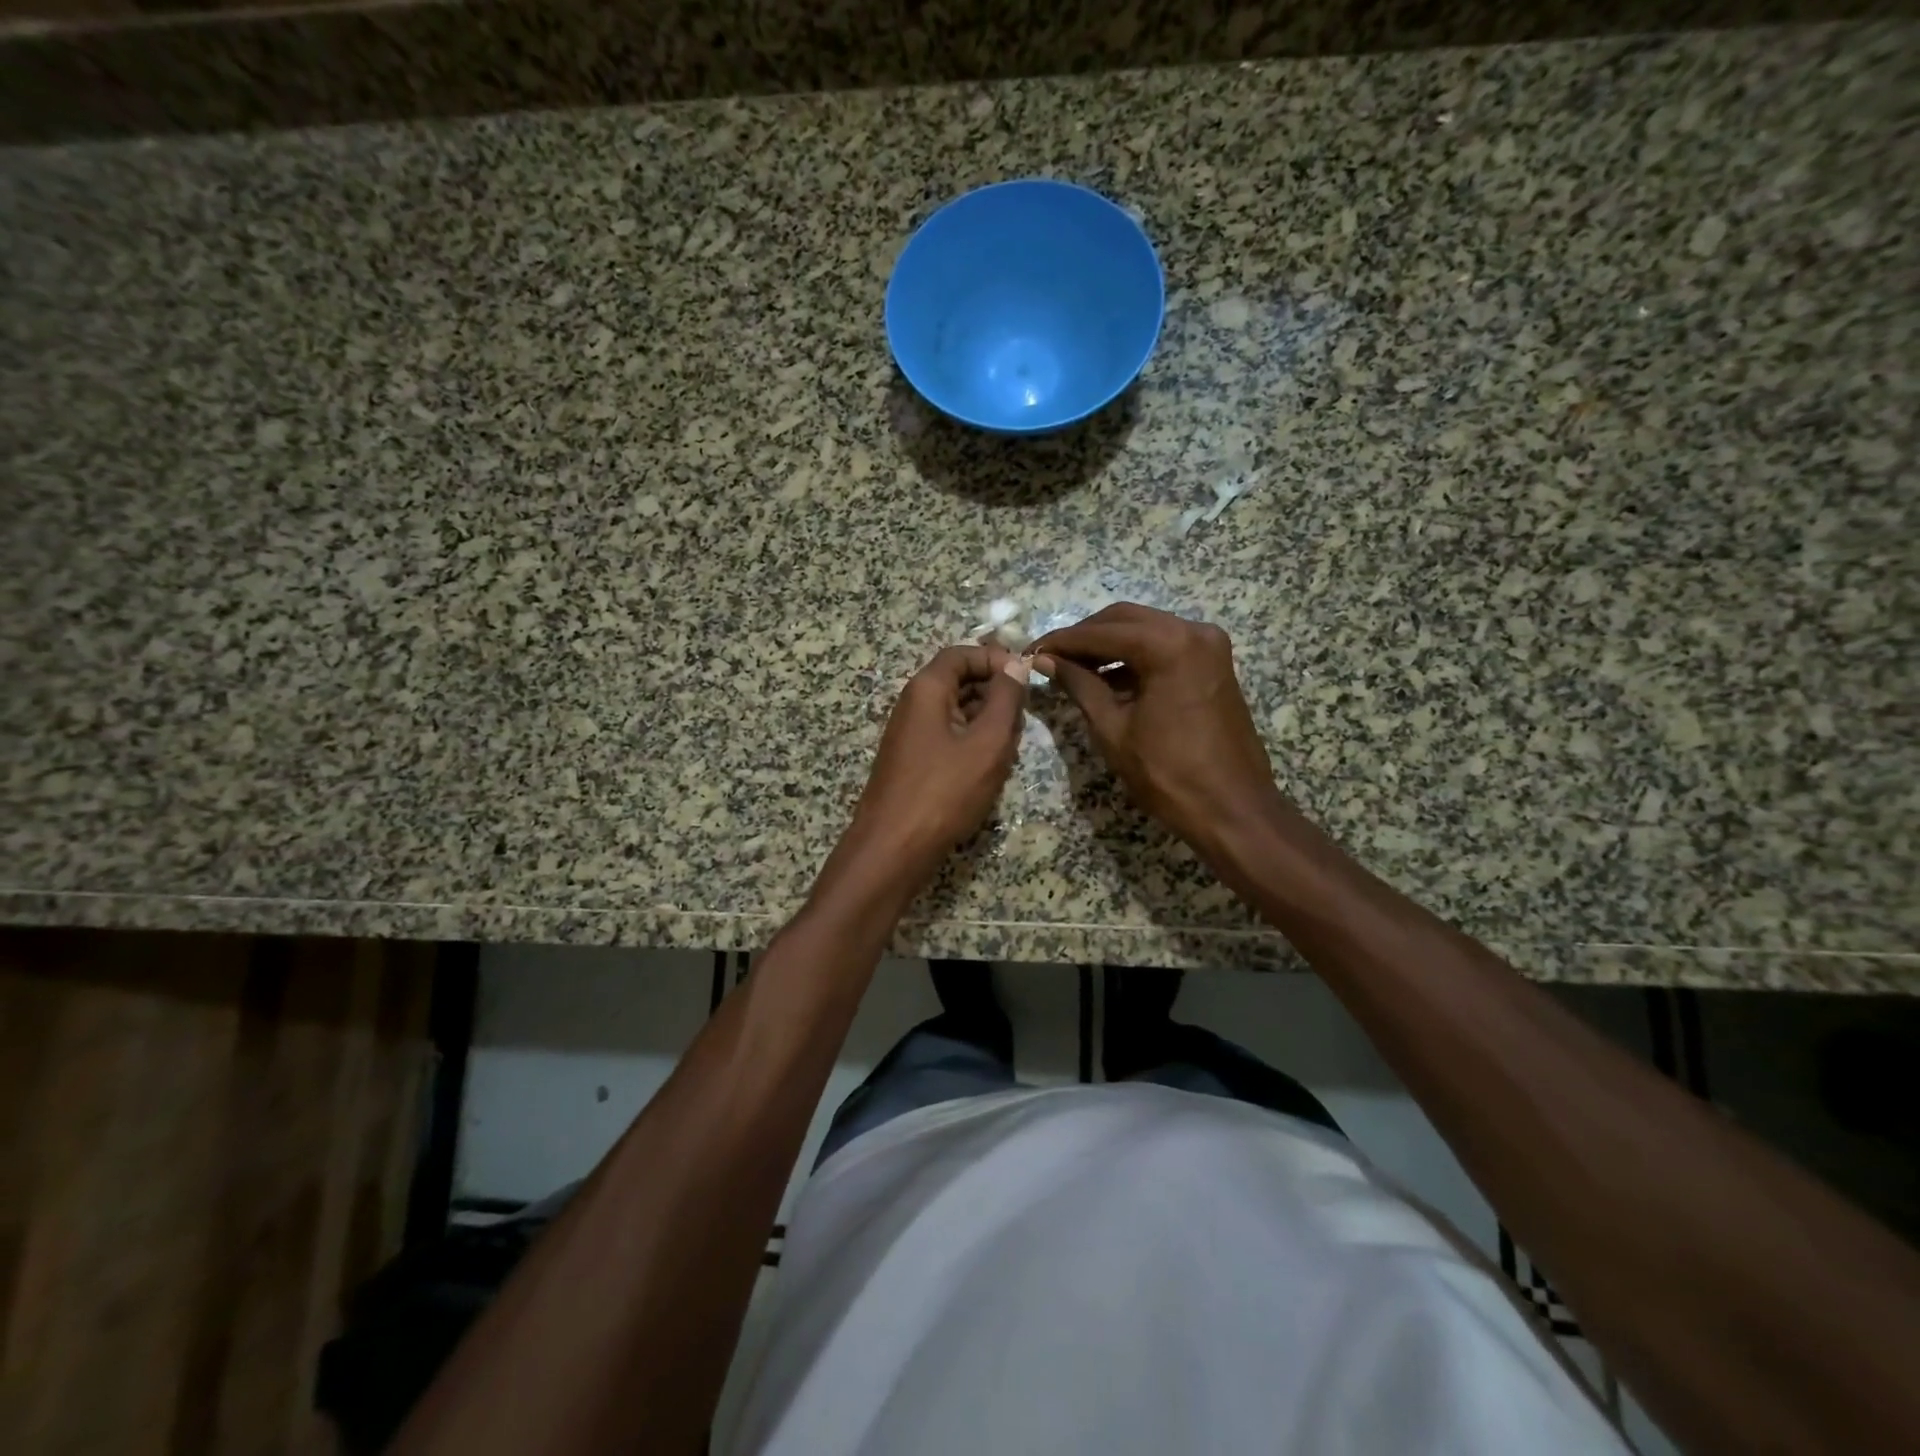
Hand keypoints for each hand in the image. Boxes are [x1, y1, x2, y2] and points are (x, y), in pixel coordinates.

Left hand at [831, 644, 1029, 892]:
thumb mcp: (987, 742)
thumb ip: (1006, 699)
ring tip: (1009, 750)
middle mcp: (913, 704)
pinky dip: (972, 745)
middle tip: (1021, 722)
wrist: (893, 848)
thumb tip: (1015, 663)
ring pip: (957, 713)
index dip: (996, 659)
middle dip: (995, 694)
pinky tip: (990, 770)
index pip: (962, 654)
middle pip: (959, 681)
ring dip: (987, 724)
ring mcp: (910, 735)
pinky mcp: (913, 762)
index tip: (1027, 678)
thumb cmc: (944, 791)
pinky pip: (948, 738)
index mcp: (927, 689)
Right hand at [1030, 604, 1284, 858]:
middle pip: (1125, 620)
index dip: (1062, 642)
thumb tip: (1045, 660)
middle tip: (1050, 658)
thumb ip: (1079, 685)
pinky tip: (1107, 679)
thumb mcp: (1112, 728)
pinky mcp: (1213, 663)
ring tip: (1072, 670)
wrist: (1232, 809)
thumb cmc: (1167, 774)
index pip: (1102, 633)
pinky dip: (1134, 658)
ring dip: (1109, 646)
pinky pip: (1165, 647)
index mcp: (1169, 645)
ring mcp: (1209, 646)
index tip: (1030, 652)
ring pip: (1145, 630)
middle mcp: (1194, 631)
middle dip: (1085, 637)